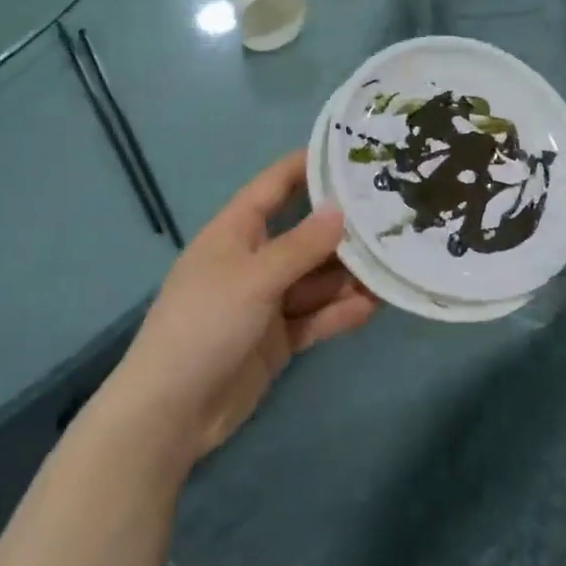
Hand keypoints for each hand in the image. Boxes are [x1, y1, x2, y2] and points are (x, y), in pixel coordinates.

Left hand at [113, 152, 378, 463]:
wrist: (170, 413)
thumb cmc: (205, 324)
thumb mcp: (255, 277)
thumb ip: (302, 245)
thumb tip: (341, 209)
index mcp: (236, 231)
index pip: (276, 185)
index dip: (309, 166)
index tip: (352, 152)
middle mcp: (254, 259)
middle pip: (305, 234)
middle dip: (343, 228)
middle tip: (393, 216)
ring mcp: (266, 301)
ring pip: (316, 278)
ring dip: (349, 274)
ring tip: (395, 265)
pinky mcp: (277, 338)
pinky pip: (315, 316)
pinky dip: (340, 311)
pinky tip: (374, 306)